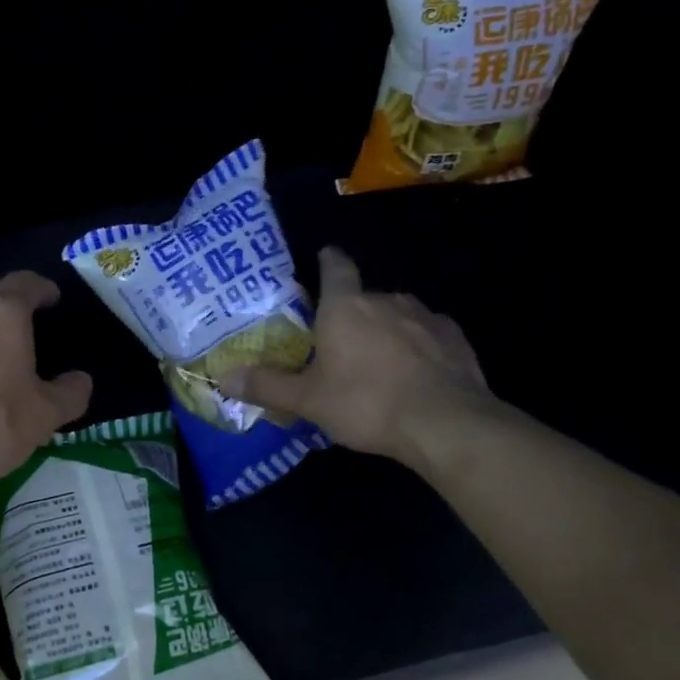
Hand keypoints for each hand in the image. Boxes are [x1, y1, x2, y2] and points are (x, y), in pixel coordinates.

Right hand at [219, 247, 491, 461]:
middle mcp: (386, 300)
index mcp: (346, 306)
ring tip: (380, 365)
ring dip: (387, 332)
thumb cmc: (366, 403)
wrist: (444, 423)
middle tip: (341, 346)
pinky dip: (419, 347)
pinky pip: (428, 335)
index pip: (336, 267)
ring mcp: (425, 316)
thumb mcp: (308, 400)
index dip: (328, 260)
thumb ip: (267, 385)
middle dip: (353, 316)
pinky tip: (417, 374)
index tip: (325, 256)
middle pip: (364, 298)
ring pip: (398, 316)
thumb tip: (224, 376)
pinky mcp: (455, 337)